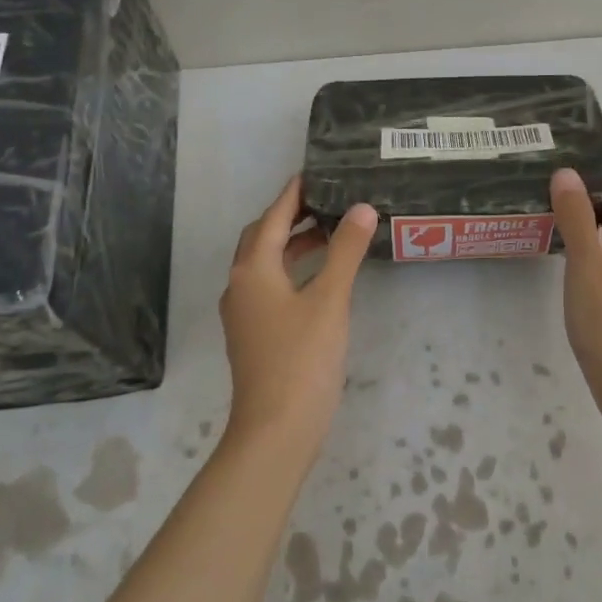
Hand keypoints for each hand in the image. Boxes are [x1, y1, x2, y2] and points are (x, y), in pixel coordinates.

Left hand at [219, 178, 376, 453]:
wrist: (276, 430)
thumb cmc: (302, 359)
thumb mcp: (330, 300)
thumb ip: (345, 251)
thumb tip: (361, 208)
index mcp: (252, 270)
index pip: (271, 218)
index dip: (292, 194)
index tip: (314, 172)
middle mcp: (240, 285)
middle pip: (261, 238)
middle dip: (290, 217)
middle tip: (325, 201)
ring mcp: (243, 313)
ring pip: (265, 264)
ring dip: (291, 245)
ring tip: (329, 233)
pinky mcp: (253, 334)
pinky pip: (269, 286)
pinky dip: (291, 270)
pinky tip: (318, 278)